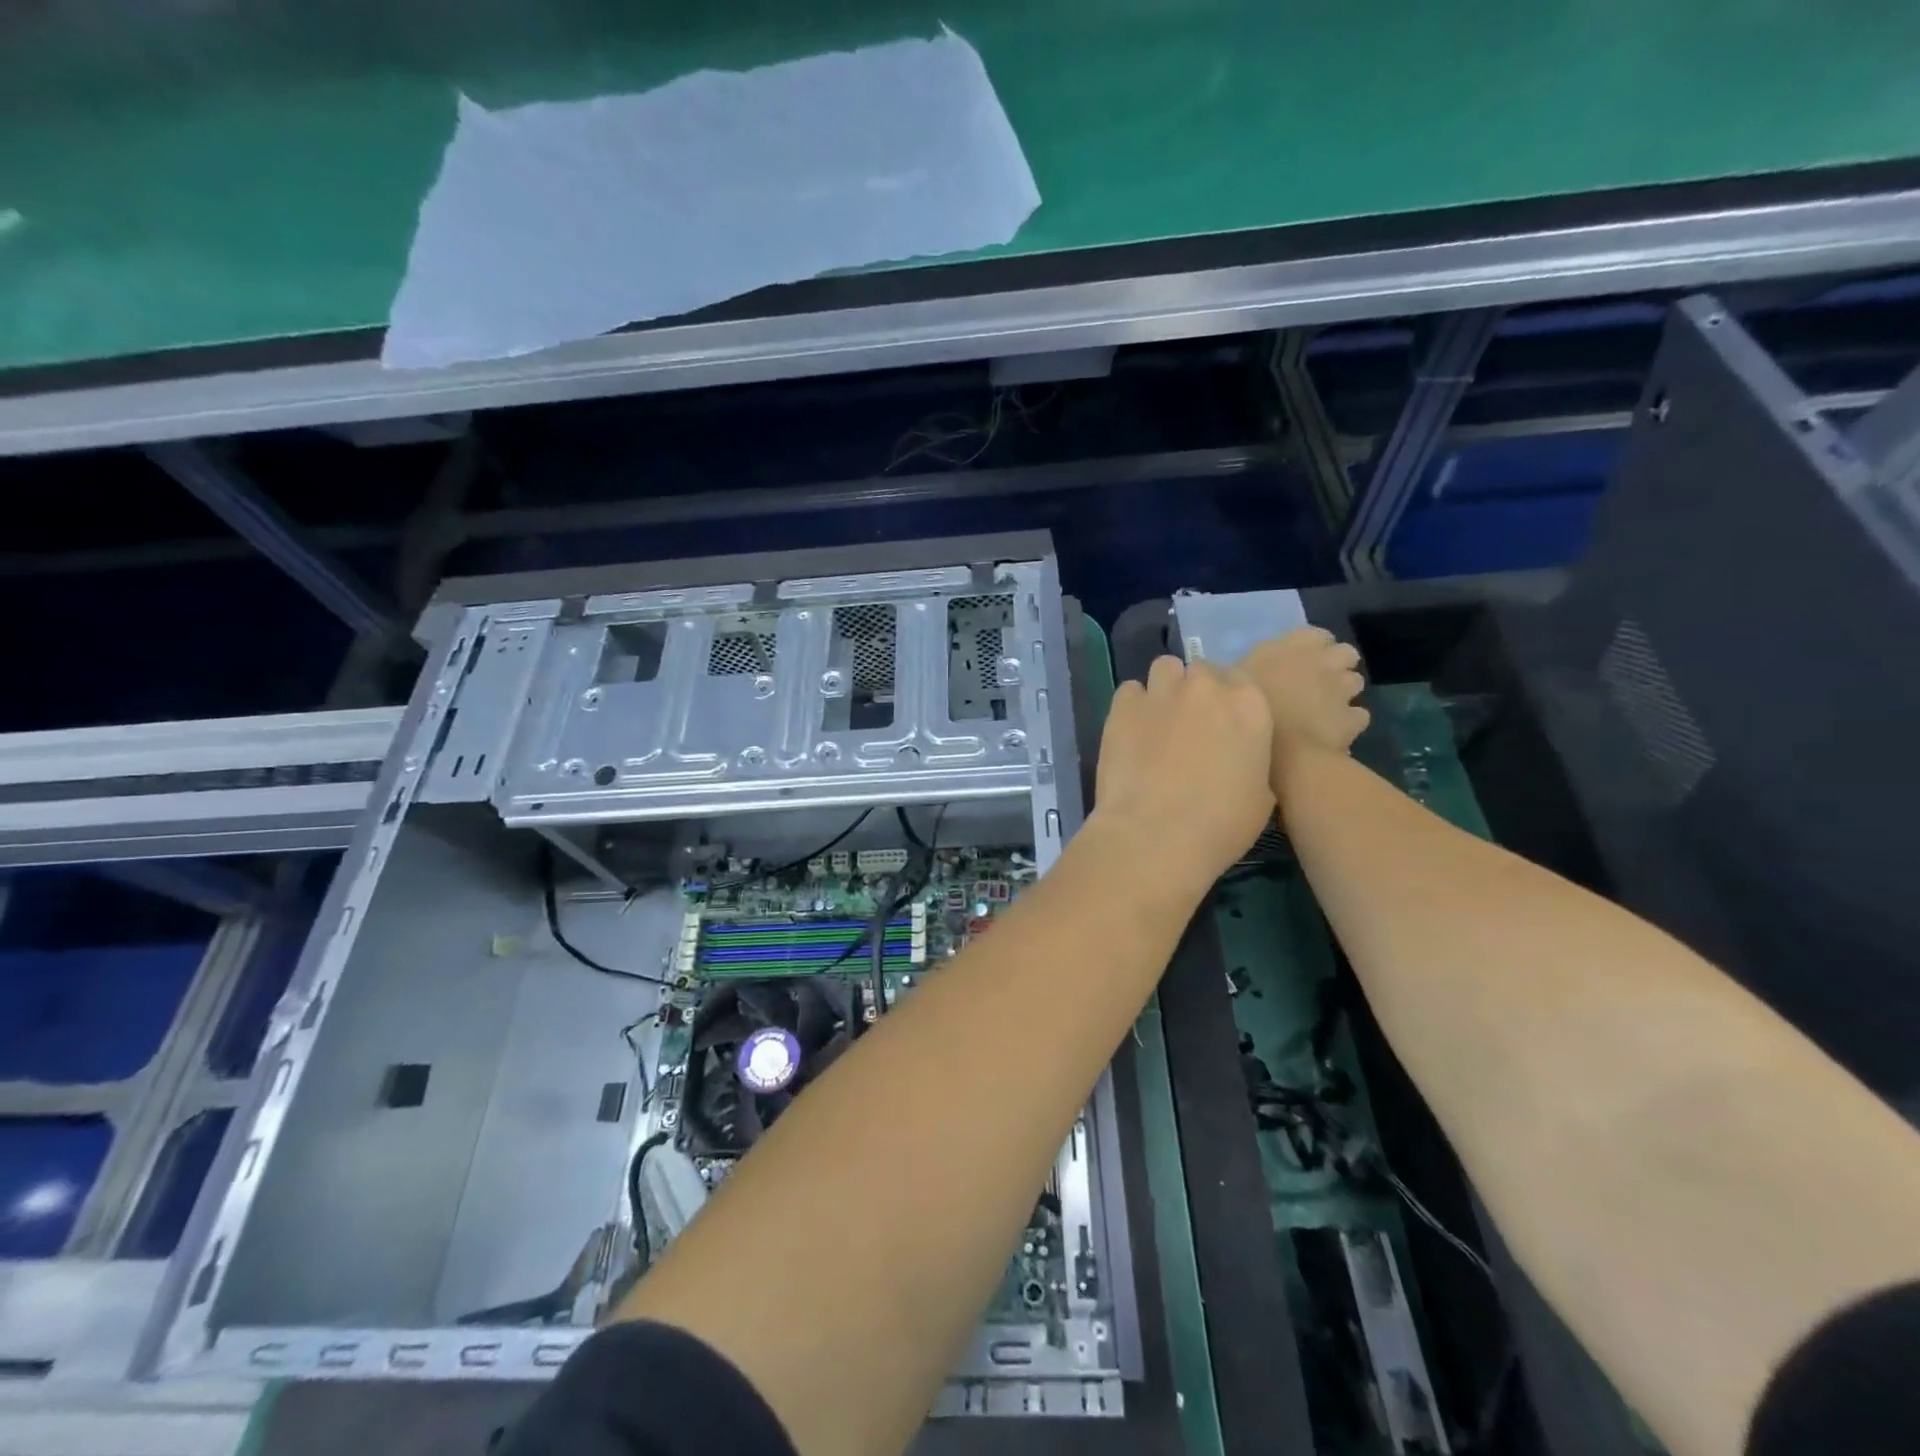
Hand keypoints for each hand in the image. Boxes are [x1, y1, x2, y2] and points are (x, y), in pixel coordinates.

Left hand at [1092, 655, 1274, 882]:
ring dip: (1165, 688)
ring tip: (1158, 720)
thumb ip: (1251, 761)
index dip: (1229, 701)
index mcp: (1249, 706)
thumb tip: (1236, 758)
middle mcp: (1206, 687)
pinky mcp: (1123, 706)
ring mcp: (1162, 693)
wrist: (1155, 834)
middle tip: (1189, 725)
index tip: (1222, 724)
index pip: (1241, 681)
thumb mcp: (1261, 798)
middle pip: (1202, 671)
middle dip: (1197, 692)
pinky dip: (1132, 705)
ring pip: (1165, 669)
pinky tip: (1131, 731)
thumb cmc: (1220, 825)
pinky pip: (1130, 690)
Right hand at [1239, 628, 1368, 788]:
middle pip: (1345, 653)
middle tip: (1316, 683)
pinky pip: (1357, 715)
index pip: (1316, 634)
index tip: (1298, 661)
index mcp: (1293, 646)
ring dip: (1343, 692)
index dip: (1311, 647)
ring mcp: (1343, 690)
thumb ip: (1247, 670)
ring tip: (1323, 707)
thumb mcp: (1234, 682)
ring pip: (1355, 682)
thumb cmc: (1248, 710)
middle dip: (1336, 665)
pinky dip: (1348, 721)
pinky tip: (1332, 731)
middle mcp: (1324, 661)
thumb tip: (1243, 672)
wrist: (1280, 752)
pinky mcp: (1353, 718)